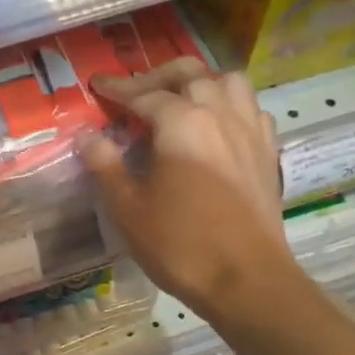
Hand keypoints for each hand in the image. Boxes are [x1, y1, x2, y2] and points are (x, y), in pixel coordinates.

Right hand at [78, 58, 300, 324]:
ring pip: (228, 82)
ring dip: (200, 82)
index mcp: (182, 122)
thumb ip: (105, 164)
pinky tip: (216, 126)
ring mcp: (249, 131)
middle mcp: (220, 113)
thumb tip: (87, 136)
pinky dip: (228, 105)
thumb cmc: (180, 244)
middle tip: (134, 93)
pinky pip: (250, 109)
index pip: (143, 93)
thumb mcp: (127, 208)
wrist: (247, 280)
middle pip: (189, 74)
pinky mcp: (267, 153)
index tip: (96, 85)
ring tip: (179, 100)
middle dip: (157, 77)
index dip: (116, 89)